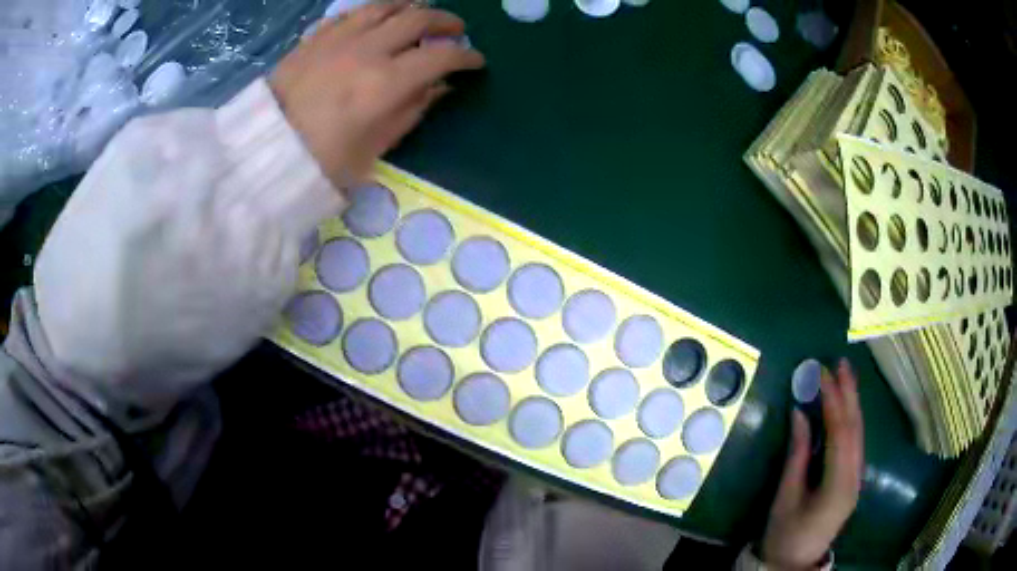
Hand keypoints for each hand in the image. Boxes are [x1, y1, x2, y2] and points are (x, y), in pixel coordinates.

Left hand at [270, 3, 484, 186]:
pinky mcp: (316, 37)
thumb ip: (411, 111)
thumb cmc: (321, 160)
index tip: (475, 61)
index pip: (441, 56)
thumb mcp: (375, 147)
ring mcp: (339, 38)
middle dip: (446, 21)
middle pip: (419, 19)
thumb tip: (439, 87)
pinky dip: (374, 11)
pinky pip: (353, 12)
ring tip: (420, 13)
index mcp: (386, 83)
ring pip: (386, 5)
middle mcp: (368, 49)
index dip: (466, 56)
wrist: (263, 152)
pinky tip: (378, 17)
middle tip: (456, 29)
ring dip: (412, 6)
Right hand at [761, 359, 864, 569]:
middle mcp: (854, 476)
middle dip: (849, 393)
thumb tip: (799, 413)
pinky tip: (846, 406)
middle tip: (841, 363)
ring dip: (852, 402)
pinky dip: (850, 419)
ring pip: (859, 433)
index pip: (840, 432)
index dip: (832, 400)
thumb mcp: (786, 496)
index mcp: (838, 483)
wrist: (795, 561)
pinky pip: (855, 442)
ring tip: (845, 376)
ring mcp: (857, 478)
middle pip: (855, 428)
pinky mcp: (853, 478)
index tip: (822, 373)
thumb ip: (796, 454)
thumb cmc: (786, 532)